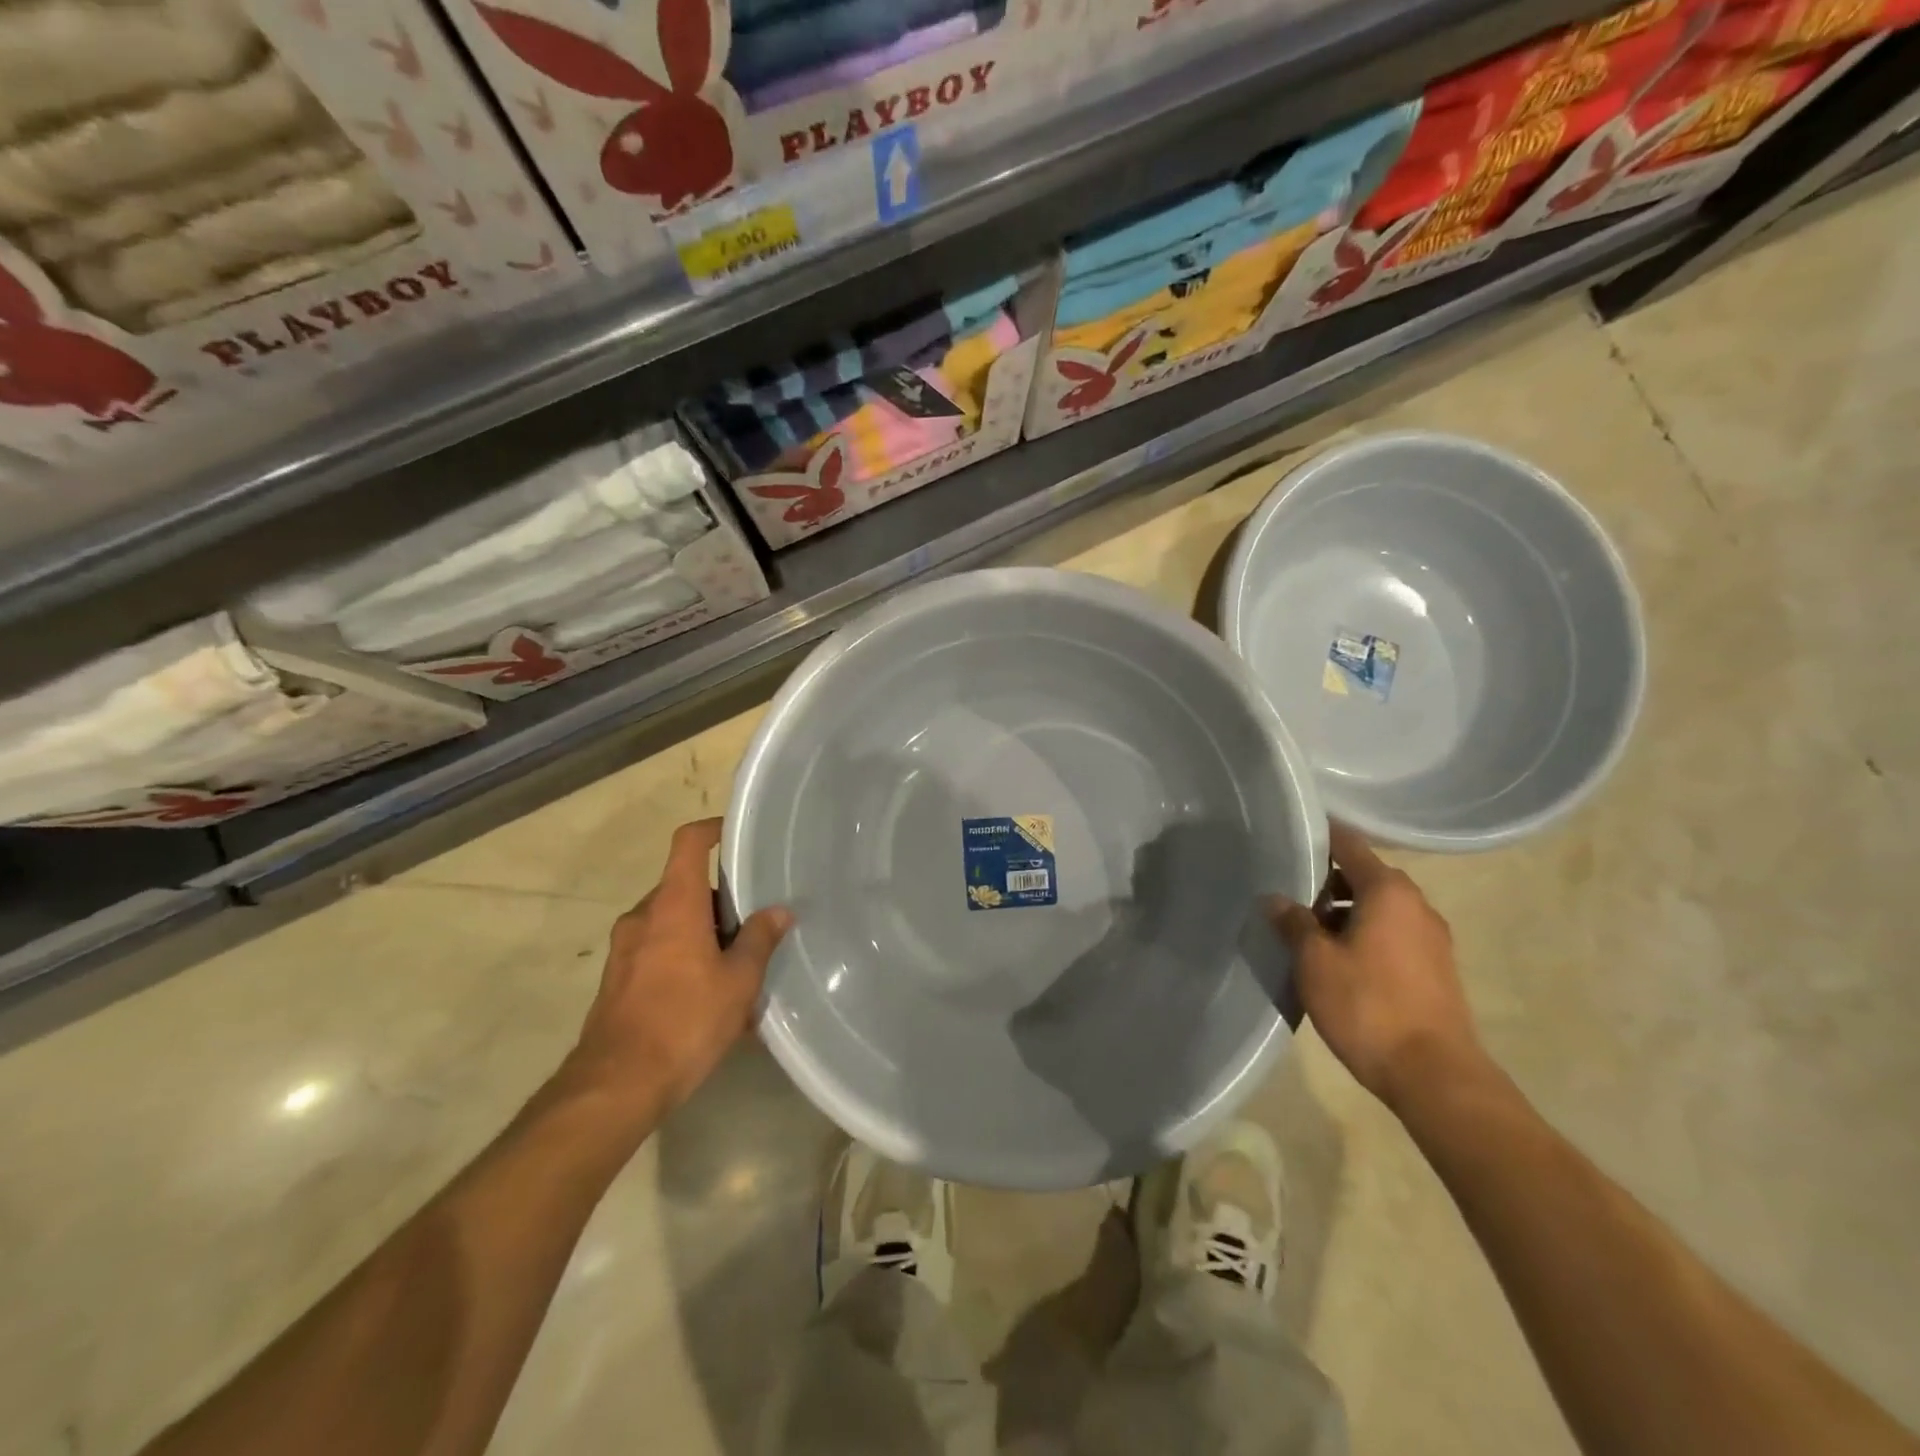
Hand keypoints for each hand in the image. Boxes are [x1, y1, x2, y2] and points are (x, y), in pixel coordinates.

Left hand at [567, 818, 791, 1119]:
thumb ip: (760, 940)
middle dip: (719, 902)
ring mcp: (624, 950)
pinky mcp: (617, 980)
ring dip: (702, 935)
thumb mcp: (738, 981)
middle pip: (685, 888)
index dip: (712, 829)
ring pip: (671, 923)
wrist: (615, 1086)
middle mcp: (643, 917)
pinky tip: (708, 1000)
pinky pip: (657, 953)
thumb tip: (779, 911)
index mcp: (674, 905)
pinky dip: (683, 960)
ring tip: (736, 969)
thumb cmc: (684, 1021)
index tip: (736, 834)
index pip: (689, 843)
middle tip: (753, 927)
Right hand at [1268, 823, 1487, 1113]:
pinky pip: (1391, 934)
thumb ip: (1293, 923)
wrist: (1434, 1075)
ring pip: (1378, 908)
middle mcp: (1416, 905)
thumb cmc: (1368, 1005)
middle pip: (1364, 876)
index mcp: (1388, 891)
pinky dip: (1363, 934)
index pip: (1349, 845)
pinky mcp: (1434, 968)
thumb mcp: (1315, 961)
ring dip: (1343, 912)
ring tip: (1305, 930)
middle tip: (1286, 890)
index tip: (1287, 835)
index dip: (1319, 837)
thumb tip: (1276, 899)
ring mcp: (1431, 938)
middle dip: (1325, 881)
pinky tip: (1335, 958)